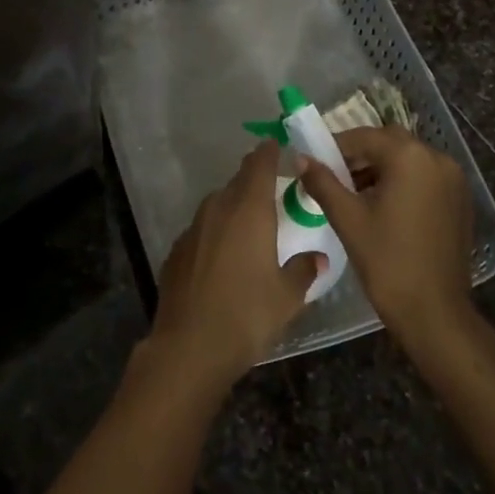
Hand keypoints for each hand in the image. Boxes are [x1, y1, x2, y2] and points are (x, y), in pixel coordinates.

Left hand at [147, 141, 322, 390]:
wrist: (189, 346)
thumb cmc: (247, 315)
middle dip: (255, 181)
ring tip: (251, 225)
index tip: (279, 146)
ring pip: (217, 205)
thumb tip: (318, 259)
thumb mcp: (287, 297)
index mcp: (249, 210)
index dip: (270, 152)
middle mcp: (218, 209)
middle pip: (238, 182)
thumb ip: (303, 271)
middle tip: (274, 191)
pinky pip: (202, 230)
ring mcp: (193, 229)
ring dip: (234, 207)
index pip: (259, 164)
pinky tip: (223, 256)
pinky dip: (215, 233)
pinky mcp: (176, 251)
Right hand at [299, 126, 475, 349]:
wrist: (434, 312)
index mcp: (410, 158)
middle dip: (359, 154)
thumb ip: (323, 182)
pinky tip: (383, 207)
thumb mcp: (348, 219)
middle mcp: (437, 159)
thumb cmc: (387, 262)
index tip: (313, 161)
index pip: (364, 137)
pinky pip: (424, 177)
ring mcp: (454, 180)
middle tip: (333, 176)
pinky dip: (402, 181)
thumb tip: (301, 158)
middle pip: (389, 142)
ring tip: (354, 194)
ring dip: (380, 167)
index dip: (335, 146)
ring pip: (408, 159)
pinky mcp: (459, 200)